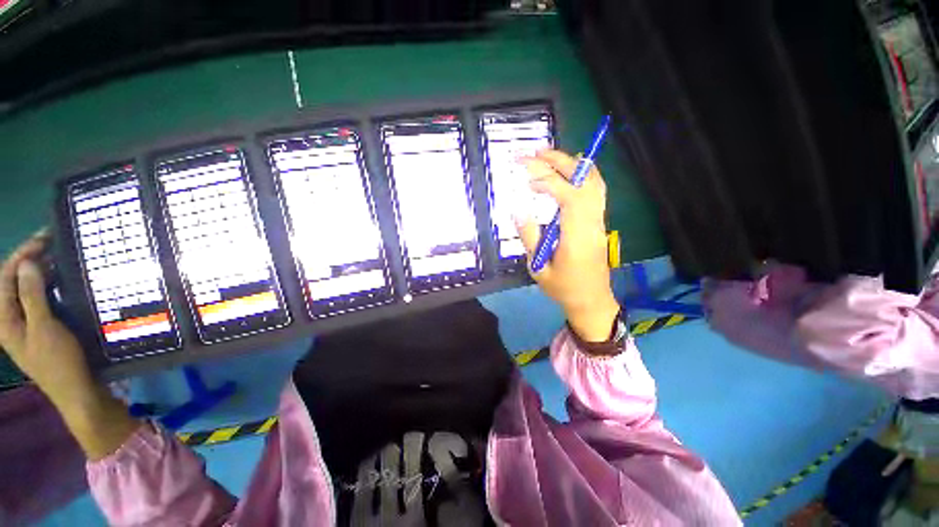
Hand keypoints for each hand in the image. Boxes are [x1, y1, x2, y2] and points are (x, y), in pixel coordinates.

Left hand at [0, 230, 96, 405]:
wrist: (77, 391)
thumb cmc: (58, 362)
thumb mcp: (44, 329)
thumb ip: (32, 297)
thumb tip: (27, 263)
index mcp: (4, 319)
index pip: (6, 277)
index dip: (22, 255)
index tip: (44, 239)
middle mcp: (10, 318)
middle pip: (13, 280)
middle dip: (29, 259)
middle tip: (52, 243)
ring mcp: (25, 322)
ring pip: (26, 288)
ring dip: (40, 270)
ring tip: (58, 257)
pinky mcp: (40, 326)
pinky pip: (38, 298)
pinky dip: (48, 284)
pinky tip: (61, 279)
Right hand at [516, 150, 619, 341]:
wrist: (591, 300)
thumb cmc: (563, 288)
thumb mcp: (538, 267)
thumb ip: (529, 237)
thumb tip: (518, 210)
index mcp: (576, 236)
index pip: (568, 196)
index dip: (548, 181)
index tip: (527, 177)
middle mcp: (592, 223)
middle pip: (583, 182)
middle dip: (560, 162)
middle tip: (536, 153)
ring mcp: (599, 221)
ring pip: (594, 183)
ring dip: (573, 164)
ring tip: (549, 156)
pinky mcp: (598, 222)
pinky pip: (596, 191)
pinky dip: (584, 174)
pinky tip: (571, 169)